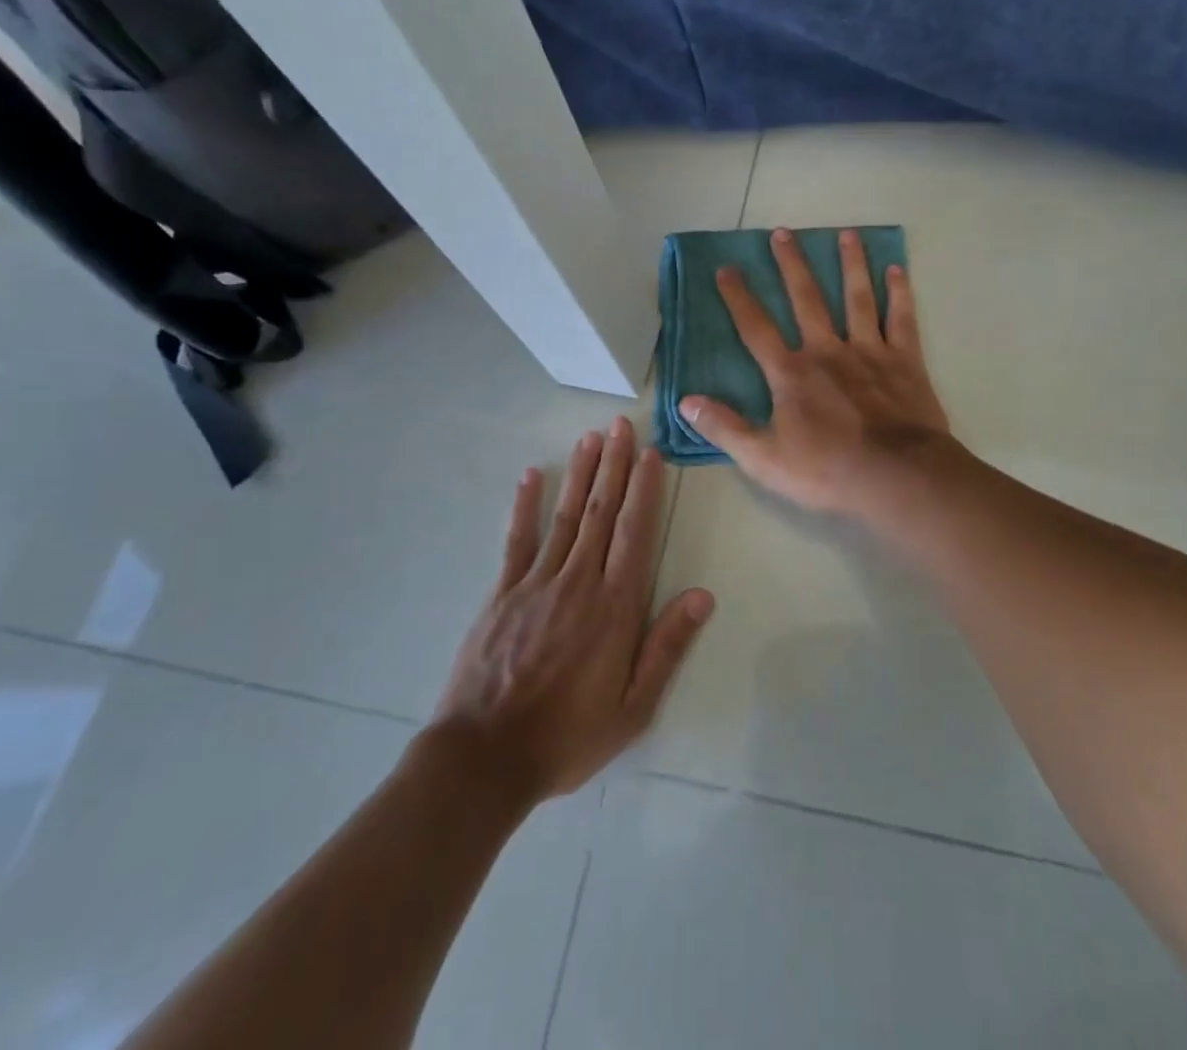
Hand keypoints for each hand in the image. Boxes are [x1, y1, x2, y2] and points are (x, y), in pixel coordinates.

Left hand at [430, 417, 713, 804]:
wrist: (483, 760)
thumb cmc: (568, 737)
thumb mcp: (633, 708)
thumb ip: (667, 647)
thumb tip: (702, 595)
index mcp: (614, 606)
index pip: (635, 532)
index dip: (644, 489)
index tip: (650, 453)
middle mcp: (579, 581)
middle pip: (602, 512)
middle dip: (614, 465)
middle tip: (622, 425)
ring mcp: (536, 583)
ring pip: (565, 516)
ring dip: (580, 474)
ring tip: (590, 437)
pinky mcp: (501, 593)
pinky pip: (517, 540)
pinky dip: (524, 506)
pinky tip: (530, 476)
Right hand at [679, 227, 950, 516]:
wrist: (896, 476)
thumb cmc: (827, 471)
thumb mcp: (764, 459)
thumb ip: (725, 428)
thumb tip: (686, 401)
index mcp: (791, 373)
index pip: (756, 328)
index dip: (739, 298)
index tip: (726, 269)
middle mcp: (827, 350)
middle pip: (806, 299)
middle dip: (791, 265)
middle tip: (782, 233)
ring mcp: (869, 351)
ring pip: (856, 298)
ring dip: (850, 264)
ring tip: (846, 233)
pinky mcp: (905, 361)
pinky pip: (900, 318)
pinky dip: (899, 293)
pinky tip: (896, 269)